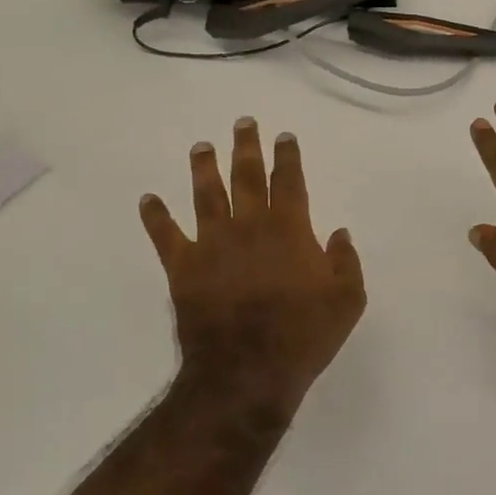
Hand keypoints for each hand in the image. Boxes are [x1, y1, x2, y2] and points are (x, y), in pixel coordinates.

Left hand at [141, 118, 365, 414]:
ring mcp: (212, 244)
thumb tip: (339, 233)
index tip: (283, 136)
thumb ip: (346, 262)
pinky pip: (166, 235)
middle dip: (246, 147)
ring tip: (200, 147)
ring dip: (203, 168)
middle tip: (242, 123)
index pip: (289, 181)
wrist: (248, 371)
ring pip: (206, 195)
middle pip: (246, 176)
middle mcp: (249, 226)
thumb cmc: (303, 336)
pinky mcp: (184, 267)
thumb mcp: (347, 301)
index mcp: (289, 229)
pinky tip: (147, 199)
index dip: (287, 156)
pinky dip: (155, 216)